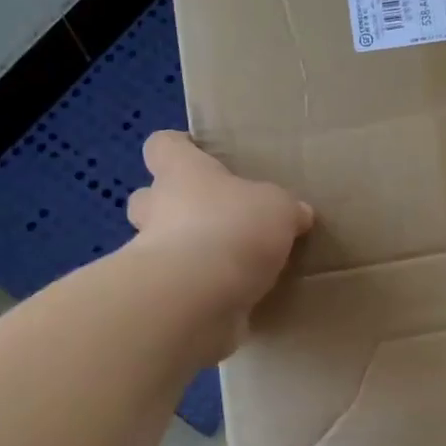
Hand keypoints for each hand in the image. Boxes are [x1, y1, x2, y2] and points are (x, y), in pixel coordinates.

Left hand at [125, 132, 313, 346]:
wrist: (197, 297)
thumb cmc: (234, 229)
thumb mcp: (279, 208)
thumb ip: (286, 209)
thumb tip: (298, 214)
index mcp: (182, 173)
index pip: (164, 146)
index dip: (179, 148)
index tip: (199, 155)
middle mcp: (157, 209)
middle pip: (147, 198)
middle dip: (171, 207)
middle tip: (211, 217)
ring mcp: (151, 256)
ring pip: (158, 246)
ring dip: (185, 252)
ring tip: (228, 264)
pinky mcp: (161, 298)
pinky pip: (178, 288)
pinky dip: (198, 292)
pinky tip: (232, 299)